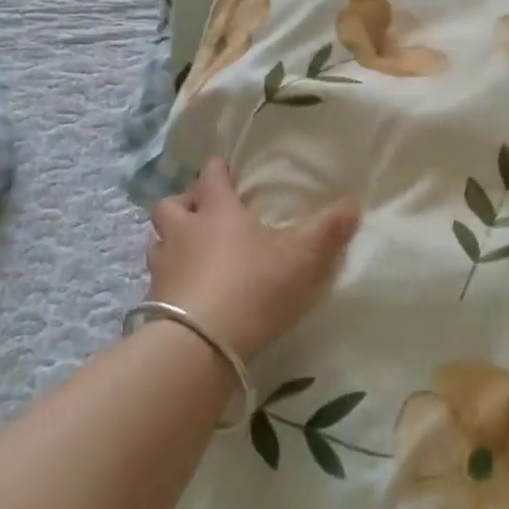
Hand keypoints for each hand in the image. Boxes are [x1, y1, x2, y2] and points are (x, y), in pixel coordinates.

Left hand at [147, 157, 361, 360]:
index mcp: (217, 212)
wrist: (200, 343)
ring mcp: (164, 268)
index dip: (216, 169)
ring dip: (171, 242)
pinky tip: (188, 294)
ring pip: (157, 243)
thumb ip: (328, 229)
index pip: (210, 178)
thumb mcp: (302, 256)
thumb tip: (353, 203)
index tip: (221, 165)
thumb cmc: (253, 285)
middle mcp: (184, 232)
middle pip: (170, 205)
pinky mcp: (154, 303)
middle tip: (200, 212)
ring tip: (190, 253)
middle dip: (184, 203)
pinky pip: (158, 281)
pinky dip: (170, 281)